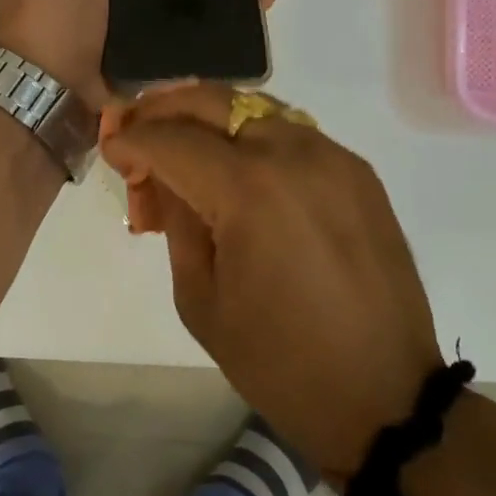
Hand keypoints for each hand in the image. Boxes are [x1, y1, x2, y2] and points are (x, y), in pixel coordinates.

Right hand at [100, 84, 443, 480]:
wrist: (384, 394)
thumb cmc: (280, 362)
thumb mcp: (202, 299)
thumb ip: (177, 222)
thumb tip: (163, 176)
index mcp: (248, 190)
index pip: (173, 139)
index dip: (133, 139)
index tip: (111, 146)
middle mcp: (293, 153)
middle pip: (214, 101)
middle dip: (165, 108)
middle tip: (137, 127)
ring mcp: (332, 155)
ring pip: (255, 107)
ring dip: (210, 117)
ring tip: (182, 142)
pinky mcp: (357, 170)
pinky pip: (292, 132)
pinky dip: (253, 135)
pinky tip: (237, 164)